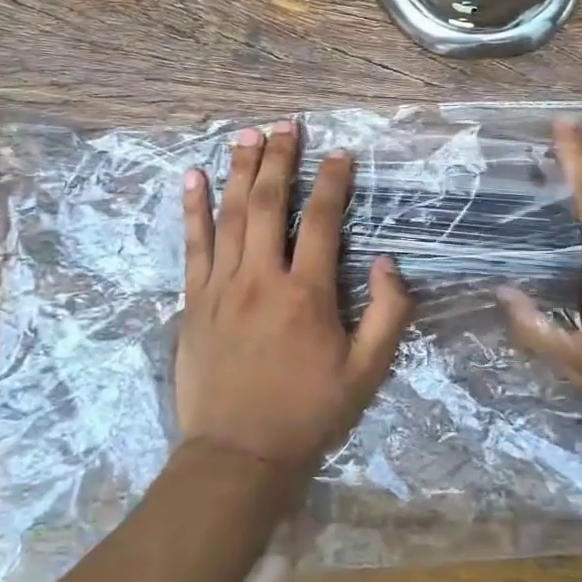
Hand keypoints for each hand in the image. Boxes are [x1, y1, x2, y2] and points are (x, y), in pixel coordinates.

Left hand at [176, 120, 413, 482]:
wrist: (238, 457)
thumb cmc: (308, 413)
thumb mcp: (367, 373)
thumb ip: (388, 315)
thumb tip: (388, 262)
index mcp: (307, 294)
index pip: (322, 220)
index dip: (333, 181)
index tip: (340, 152)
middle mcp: (261, 278)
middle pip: (271, 203)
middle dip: (280, 159)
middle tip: (286, 125)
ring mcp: (221, 286)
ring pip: (232, 214)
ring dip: (241, 170)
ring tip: (247, 134)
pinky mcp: (194, 301)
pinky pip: (193, 245)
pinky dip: (194, 208)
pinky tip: (193, 177)